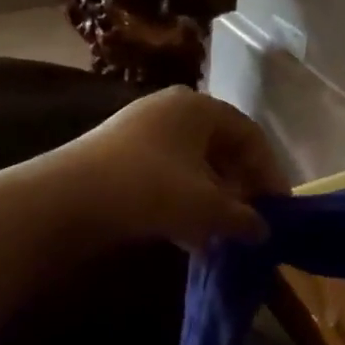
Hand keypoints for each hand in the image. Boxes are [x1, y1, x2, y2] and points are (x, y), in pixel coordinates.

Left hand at [58, 87, 288, 250]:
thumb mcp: (206, 207)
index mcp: (198, 107)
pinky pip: (166, 176)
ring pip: (192, 166)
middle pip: (220, 148)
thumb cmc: (150, 190)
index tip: (279, 206)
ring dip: (211, 199)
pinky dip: (183, 203)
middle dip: (239, 187)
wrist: (66, 199)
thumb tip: (263, 230)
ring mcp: (140, 131)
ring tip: (221, 233)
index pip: (249, 134)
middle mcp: (171, 109)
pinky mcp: (118, 156)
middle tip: (251, 219)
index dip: (269, 171)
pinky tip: (189, 237)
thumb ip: (243, 218)